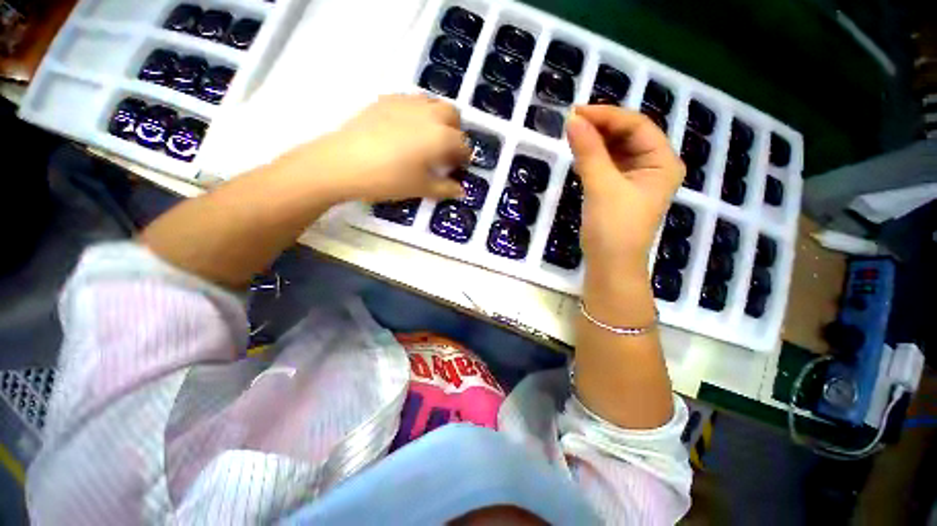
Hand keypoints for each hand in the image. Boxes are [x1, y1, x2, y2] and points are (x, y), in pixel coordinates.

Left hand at [284, 94, 469, 203]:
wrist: (344, 163)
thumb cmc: (389, 179)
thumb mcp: (421, 188)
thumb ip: (445, 188)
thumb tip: (462, 191)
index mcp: (440, 136)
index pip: (462, 143)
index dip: (464, 156)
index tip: (458, 167)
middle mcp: (428, 114)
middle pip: (452, 114)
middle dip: (454, 131)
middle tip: (445, 150)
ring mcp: (406, 102)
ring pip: (432, 103)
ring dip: (437, 119)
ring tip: (426, 139)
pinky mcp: (386, 100)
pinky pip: (410, 101)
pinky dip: (416, 113)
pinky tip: (405, 130)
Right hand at [566, 106, 684, 278]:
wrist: (610, 265)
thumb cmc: (613, 228)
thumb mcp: (602, 187)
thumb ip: (589, 152)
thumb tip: (572, 121)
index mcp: (662, 162)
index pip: (637, 126)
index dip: (607, 116)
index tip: (576, 113)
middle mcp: (654, 166)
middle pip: (628, 135)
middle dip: (601, 127)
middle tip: (571, 123)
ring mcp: (636, 178)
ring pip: (617, 149)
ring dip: (596, 141)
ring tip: (573, 135)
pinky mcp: (620, 189)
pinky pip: (608, 164)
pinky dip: (594, 157)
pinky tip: (580, 153)